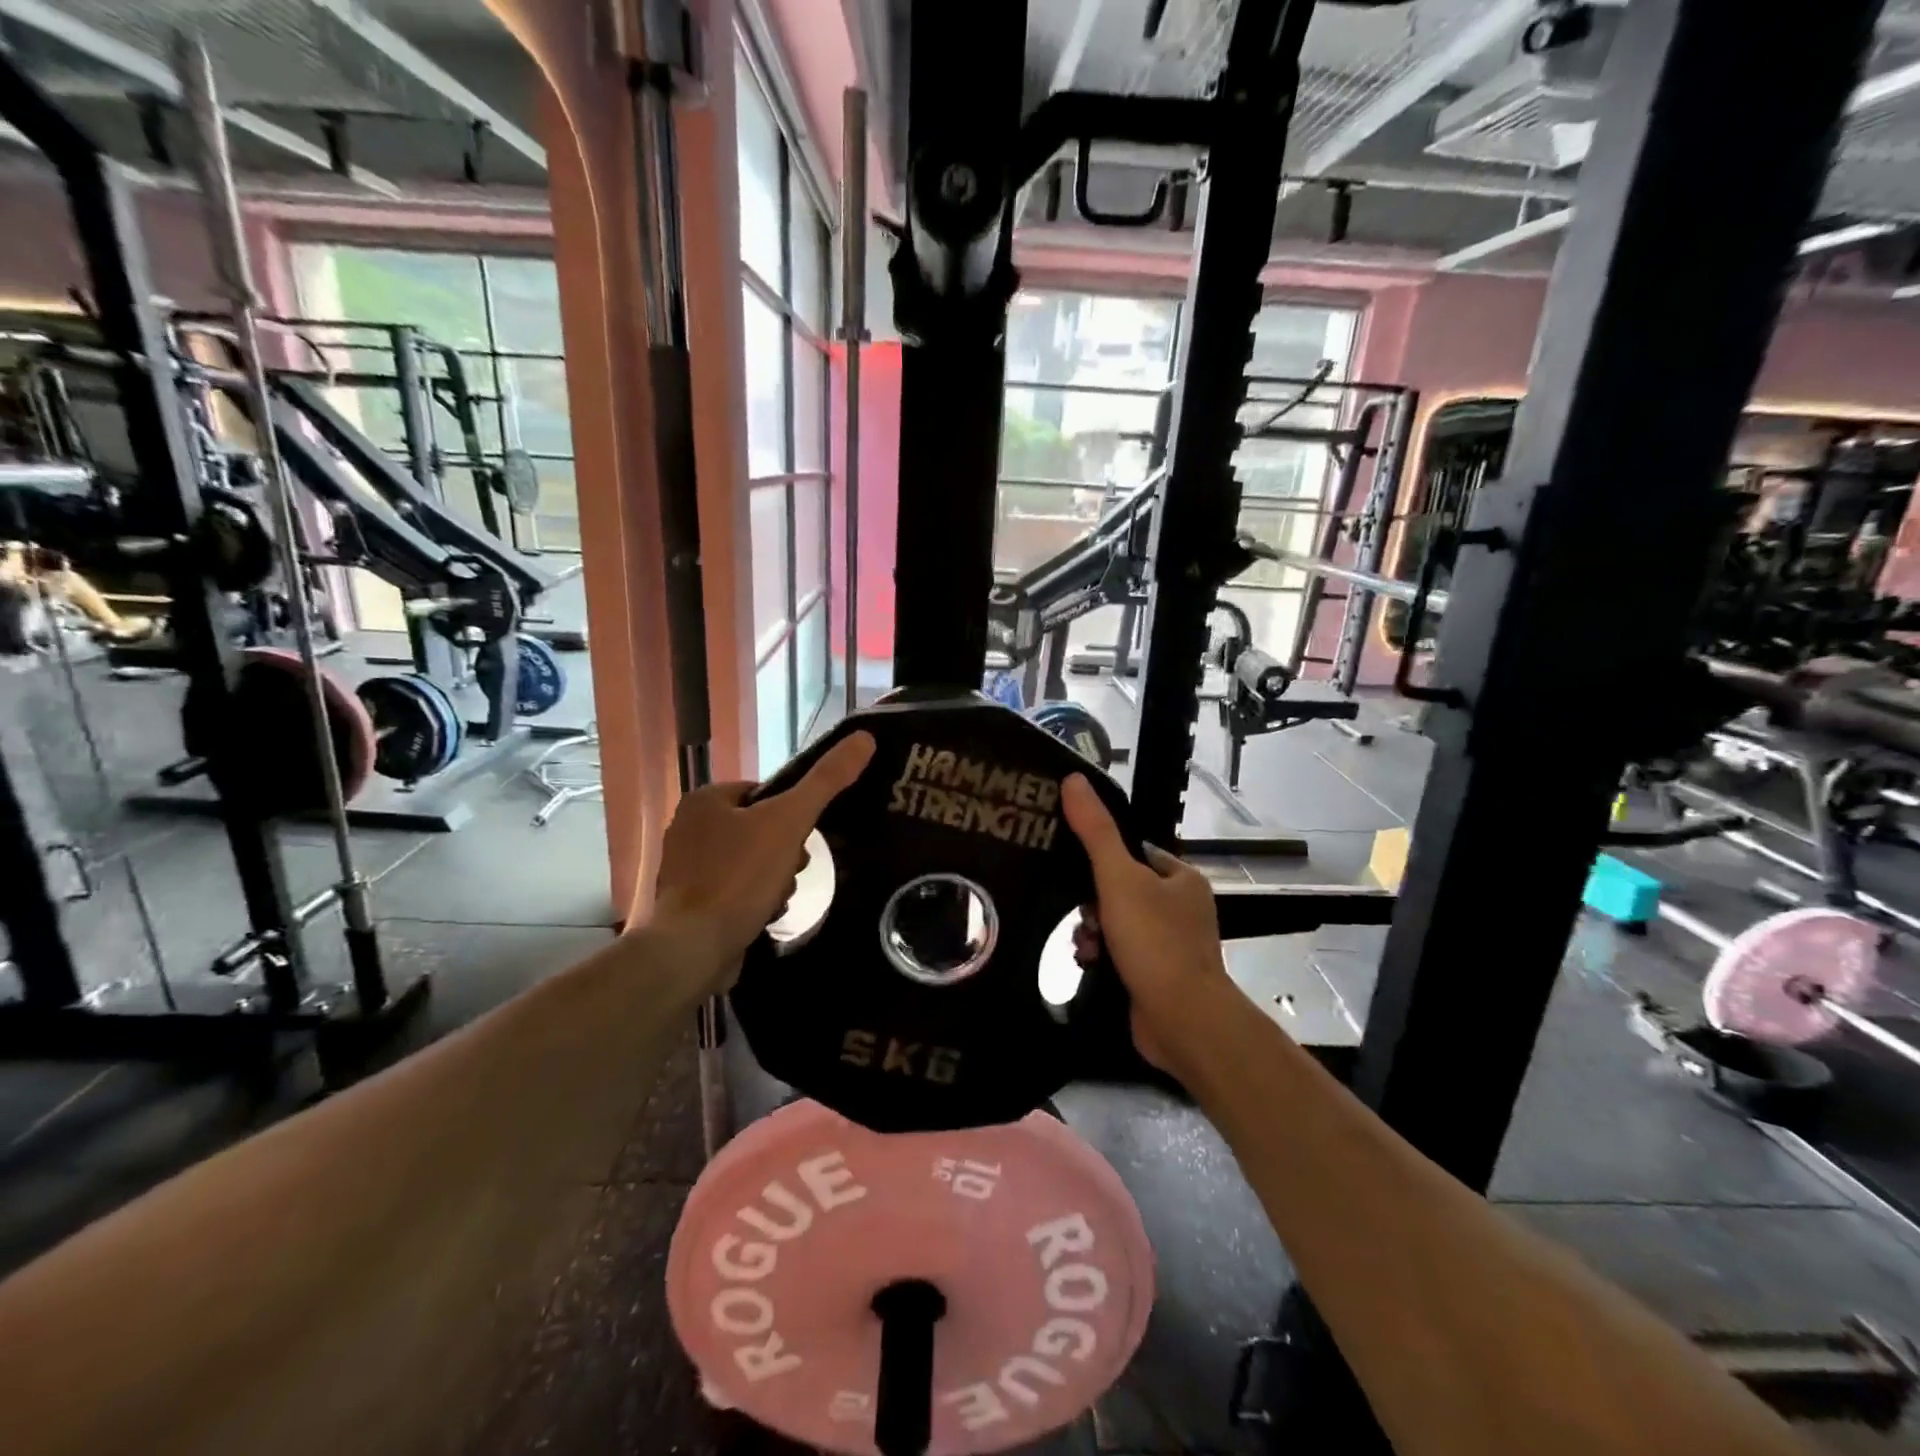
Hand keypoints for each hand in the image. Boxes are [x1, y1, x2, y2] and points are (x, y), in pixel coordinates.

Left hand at [647, 732, 874, 983]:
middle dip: (784, 853)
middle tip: (790, 873)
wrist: (695, 947)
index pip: (764, 793)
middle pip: (760, 829)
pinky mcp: (690, 904)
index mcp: (704, 800)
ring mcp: (686, 868)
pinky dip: (754, 901)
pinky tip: (763, 916)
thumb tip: (864, 737)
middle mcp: (688, 828)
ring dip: (774, 880)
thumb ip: (826, 780)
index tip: (802, 839)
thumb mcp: (790, 821)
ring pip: (752, 862)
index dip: (791, 815)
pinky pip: (736, 890)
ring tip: (777, 899)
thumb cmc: (741, 876)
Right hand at [1061, 773, 1232, 1076]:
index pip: (1134, 852)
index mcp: (1182, 879)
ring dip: (1092, 931)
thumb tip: (1073, 779)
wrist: (1182, 1020)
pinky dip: (1102, 956)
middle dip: (1092, 903)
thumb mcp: (1119, 878)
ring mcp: (1171, 945)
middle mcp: (1181, 908)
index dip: (1102, 859)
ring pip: (1116, 924)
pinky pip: (1120, 954)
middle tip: (1083, 916)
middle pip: (1120, 890)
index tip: (1075, 871)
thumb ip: (1095, 831)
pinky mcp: (1158, 976)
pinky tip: (1088, 964)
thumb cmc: (1155, 941)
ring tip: (1084, 946)